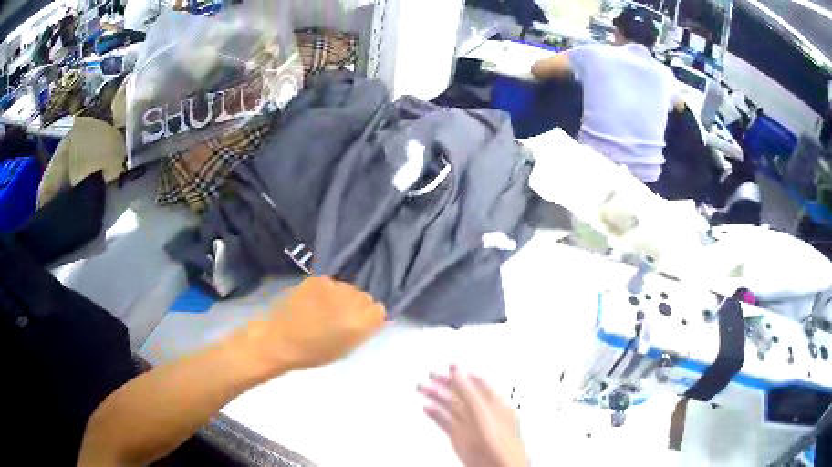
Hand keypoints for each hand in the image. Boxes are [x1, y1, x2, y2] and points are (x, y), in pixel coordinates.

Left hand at [250, 277, 385, 371]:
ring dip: (340, 296)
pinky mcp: (317, 280)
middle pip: (364, 296)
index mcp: (360, 324)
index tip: (358, 322)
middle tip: (338, 316)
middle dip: (355, 304)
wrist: (279, 342)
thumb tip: (372, 317)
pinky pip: (329, 283)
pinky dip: (324, 291)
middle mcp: (350, 302)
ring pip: (346, 288)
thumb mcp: (345, 349)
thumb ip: (362, 331)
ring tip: (323, 309)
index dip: (369, 315)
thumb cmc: (313, 353)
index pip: (378, 309)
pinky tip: (311, 302)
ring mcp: (332, 288)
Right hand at [418, 366, 527, 466]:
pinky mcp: (461, 439)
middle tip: (430, 375)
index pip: (475, 382)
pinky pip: (446, 423)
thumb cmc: (500, 443)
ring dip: (436, 397)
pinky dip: (435, 415)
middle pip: (461, 394)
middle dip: (445, 384)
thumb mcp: (482, 411)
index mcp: (493, 402)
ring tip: (422, 388)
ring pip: (451, 407)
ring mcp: (471, 426)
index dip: (461, 374)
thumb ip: (469, 391)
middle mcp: (482, 413)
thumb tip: (458, 370)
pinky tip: (427, 408)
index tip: (448, 366)